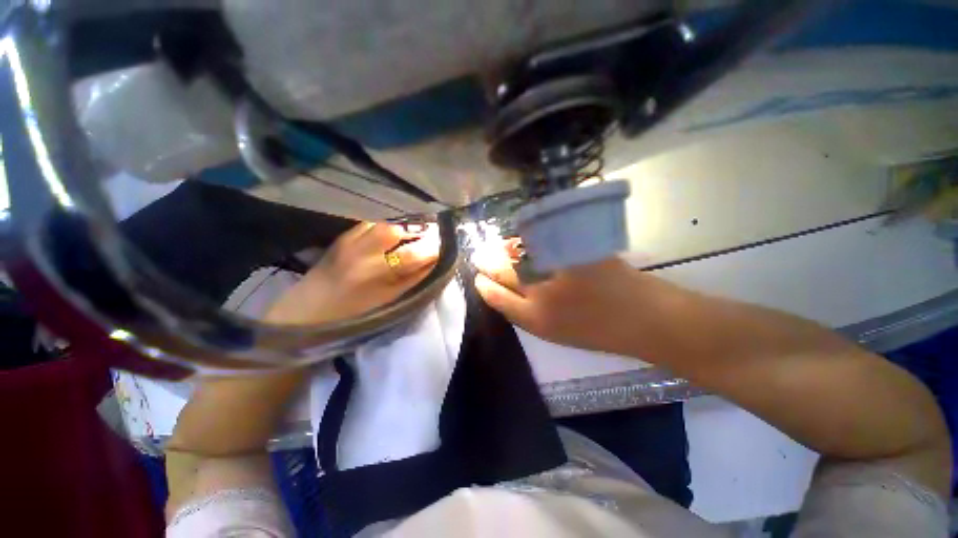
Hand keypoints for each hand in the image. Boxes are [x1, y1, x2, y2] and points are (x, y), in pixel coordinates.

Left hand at [266, 222, 440, 324]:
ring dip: (401, 227)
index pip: (412, 255)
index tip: (443, 248)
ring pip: (383, 225)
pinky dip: (385, 227)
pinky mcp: (342, 238)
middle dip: (417, 231)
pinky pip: (370, 225)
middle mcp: (361, 253)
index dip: (431, 249)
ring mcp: (349, 242)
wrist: (308, 311)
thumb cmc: (353, 313)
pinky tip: (391, 233)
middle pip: (396, 232)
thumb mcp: (387, 301)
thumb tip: (432, 263)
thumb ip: (412, 280)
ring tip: (413, 232)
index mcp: (374, 275)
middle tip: (429, 235)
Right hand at [473, 240, 654, 355]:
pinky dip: (526, 240)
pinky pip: (539, 241)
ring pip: (518, 255)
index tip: (478, 278)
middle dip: (487, 262)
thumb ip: (527, 312)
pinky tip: (521, 240)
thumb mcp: (555, 332)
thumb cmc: (599, 331)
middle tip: (480, 257)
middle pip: (503, 271)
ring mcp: (558, 268)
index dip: (484, 285)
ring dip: (503, 250)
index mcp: (535, 319)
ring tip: (498, 248)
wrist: (645, 319)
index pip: (496, 297)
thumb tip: (506, 290)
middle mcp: (541, 293)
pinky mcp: (575, 250)